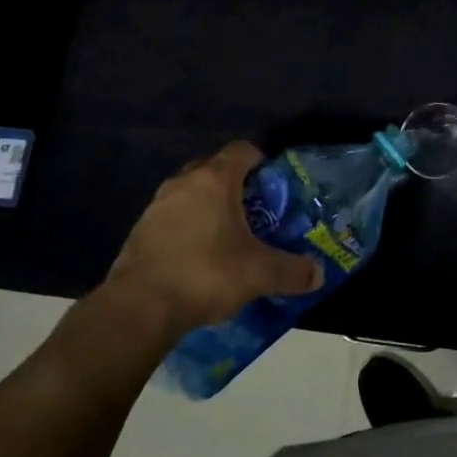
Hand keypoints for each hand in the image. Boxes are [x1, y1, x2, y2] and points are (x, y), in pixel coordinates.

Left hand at [103, 142, 322, 340]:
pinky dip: (187, 229)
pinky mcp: (140, 230)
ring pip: (191, 194)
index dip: (261, 163)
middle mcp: (184, 182)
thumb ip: (292, 271)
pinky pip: (172, 218)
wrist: (139, 307)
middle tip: (254, 213)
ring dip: (208, 208)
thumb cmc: (206, 273)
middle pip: (214, 169)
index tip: (273, 187)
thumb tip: (317, 275)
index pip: (242, 150)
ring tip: (226, 238)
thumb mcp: (259, 274)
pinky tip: (197, 258)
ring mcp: (157, 205)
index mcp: (215, 179)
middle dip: (235, 186)